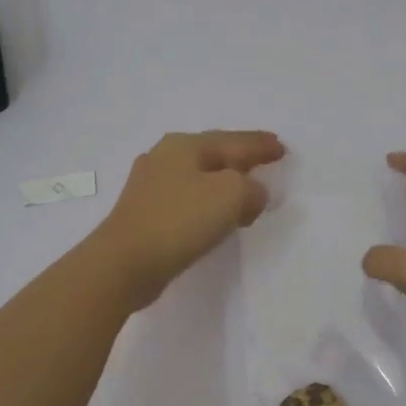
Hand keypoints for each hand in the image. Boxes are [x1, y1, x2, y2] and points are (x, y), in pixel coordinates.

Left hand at [89, 130, 284, 308]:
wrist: (124, 263)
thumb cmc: (180, 221)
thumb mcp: (231, 195)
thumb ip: (252, 188)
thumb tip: (252, 194)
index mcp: (184, 146)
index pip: (233, 141)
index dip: (260, 145)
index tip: (281, 148)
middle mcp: (164, 158)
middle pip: (214, 154)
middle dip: (241, 159)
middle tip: (266, 161)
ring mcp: (150, 186)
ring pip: (199, 177)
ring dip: (225, 183)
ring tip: (247, 192)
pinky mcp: (145, 214)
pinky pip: (188, 199)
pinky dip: (208, 203)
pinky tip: (216, 215)